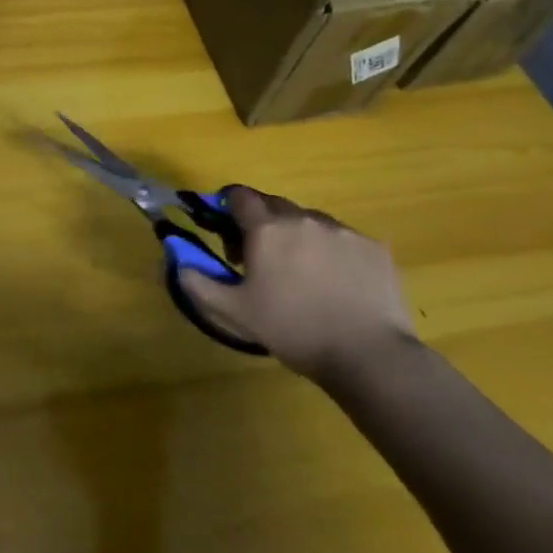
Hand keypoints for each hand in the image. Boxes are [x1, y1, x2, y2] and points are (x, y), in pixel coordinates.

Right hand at [177, 187, 418, 384]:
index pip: (238, 196)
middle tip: (259, 257)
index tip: (229, 235)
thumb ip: (197, 282)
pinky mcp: (374, 247)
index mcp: (266, 229)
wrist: (370, 355)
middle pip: (273, 205)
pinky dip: (331, 250)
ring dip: (297, 234)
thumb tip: (178, 261)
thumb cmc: (293, 330)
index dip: (228, 209)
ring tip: (301, 271)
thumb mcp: (234, 312)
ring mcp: (343, 231)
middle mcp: (303, 218)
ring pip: (309, 219)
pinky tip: (336, 282)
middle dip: (261, 222)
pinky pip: (342, 237)